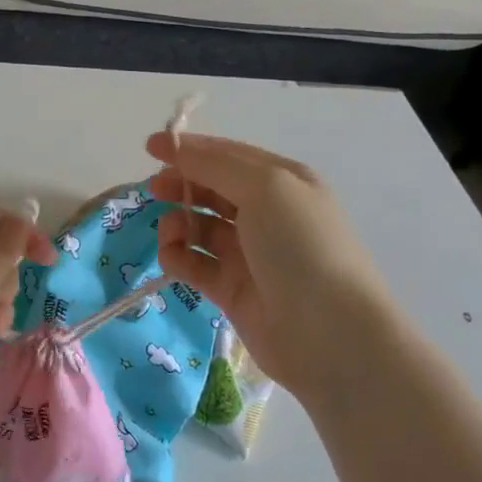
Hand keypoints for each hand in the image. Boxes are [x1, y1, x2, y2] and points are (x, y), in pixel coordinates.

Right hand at [146, 132, 395, 407]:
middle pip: (212, 190)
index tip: (150, 147)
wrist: (331, 334)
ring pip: (201, 228)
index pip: (228, 156)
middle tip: (155, 190)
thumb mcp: (265, 188)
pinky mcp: (233, 291)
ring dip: (178, 223)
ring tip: (170, 233)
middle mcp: (267, 214)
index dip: (190, 149)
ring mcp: (250, 254)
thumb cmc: (301, 247)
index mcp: (283, 182)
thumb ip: (215, 165)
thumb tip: (177, 149)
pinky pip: (196, 265)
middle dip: (182, 185)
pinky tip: (173, 258)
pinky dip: (179, 258)